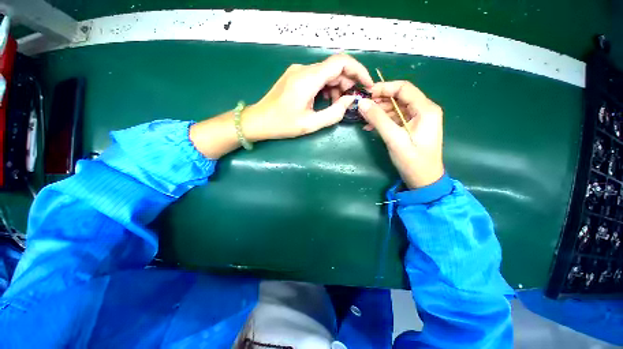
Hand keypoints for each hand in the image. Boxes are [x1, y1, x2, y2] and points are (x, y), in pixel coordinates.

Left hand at [242, 54, 373, 140]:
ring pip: (326, 73)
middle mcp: (304, 69)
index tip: (366, 85)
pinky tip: (326, 102)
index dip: (358, 71)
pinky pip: (317, 78)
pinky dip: (326, 88)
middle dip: (348, 83)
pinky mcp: (295, 77)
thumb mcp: (310, 124)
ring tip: (337, 106)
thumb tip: (351, 101)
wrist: (258, 121)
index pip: (341, 62)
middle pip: (335, 68)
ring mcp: (298, 72)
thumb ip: (334, 113)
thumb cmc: (282, 124)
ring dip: (337, 87)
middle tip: (351, 102)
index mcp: (308, 78)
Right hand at [358, 81, 443, 188]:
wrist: (424, 180)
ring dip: (380, 111)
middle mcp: (424, 110)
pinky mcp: (413, 127)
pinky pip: (396, 118)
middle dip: (380, 100)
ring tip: (364, 118)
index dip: (384, 88)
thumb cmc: (412, 160)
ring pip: (396, 107)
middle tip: (363, 107)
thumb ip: (378, 119)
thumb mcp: (394, 139)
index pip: (403, 88)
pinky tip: (371, 126)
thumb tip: (362, 103)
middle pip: (400, 97)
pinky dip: (383, 120)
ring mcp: (419, 119)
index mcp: (426, 109)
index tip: (366, 94)